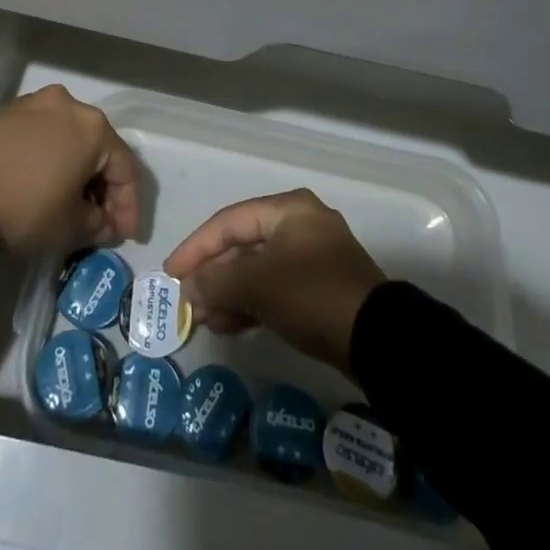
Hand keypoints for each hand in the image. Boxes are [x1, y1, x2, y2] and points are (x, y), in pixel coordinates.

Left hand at [0, 85, 139, 254]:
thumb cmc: (25, 208)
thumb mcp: (70, 226)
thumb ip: (98, 222)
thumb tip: (102, 221)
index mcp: (93, 126)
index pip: (124, 167)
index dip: (129, 206)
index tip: (126, 236)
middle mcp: (69, 104)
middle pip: (97, 148)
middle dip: (103, 186)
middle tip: (102, 221)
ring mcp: (35, 104)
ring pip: (69, 138)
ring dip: (76, 170)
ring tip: (72, 204)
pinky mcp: (7, 112)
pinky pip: (42, 135)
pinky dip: (51, 158)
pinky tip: (45, 184)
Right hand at [164, 189, 387, 375]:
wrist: (378, 340)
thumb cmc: (312, 294)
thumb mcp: (258, 284)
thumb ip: (217, 280)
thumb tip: (189, 288)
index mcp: (288, 209)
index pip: (229, 221)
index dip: (196, 246)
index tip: (171, 273)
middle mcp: (299, 224)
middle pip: (242, 245)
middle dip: (212, 274)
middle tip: (186, 300)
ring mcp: (310, 258)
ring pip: (256, 270)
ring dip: (228, 292)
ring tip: (202, 318)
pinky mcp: (317, 289)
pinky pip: (273, 289)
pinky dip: (250, 303)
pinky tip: (227, 324)